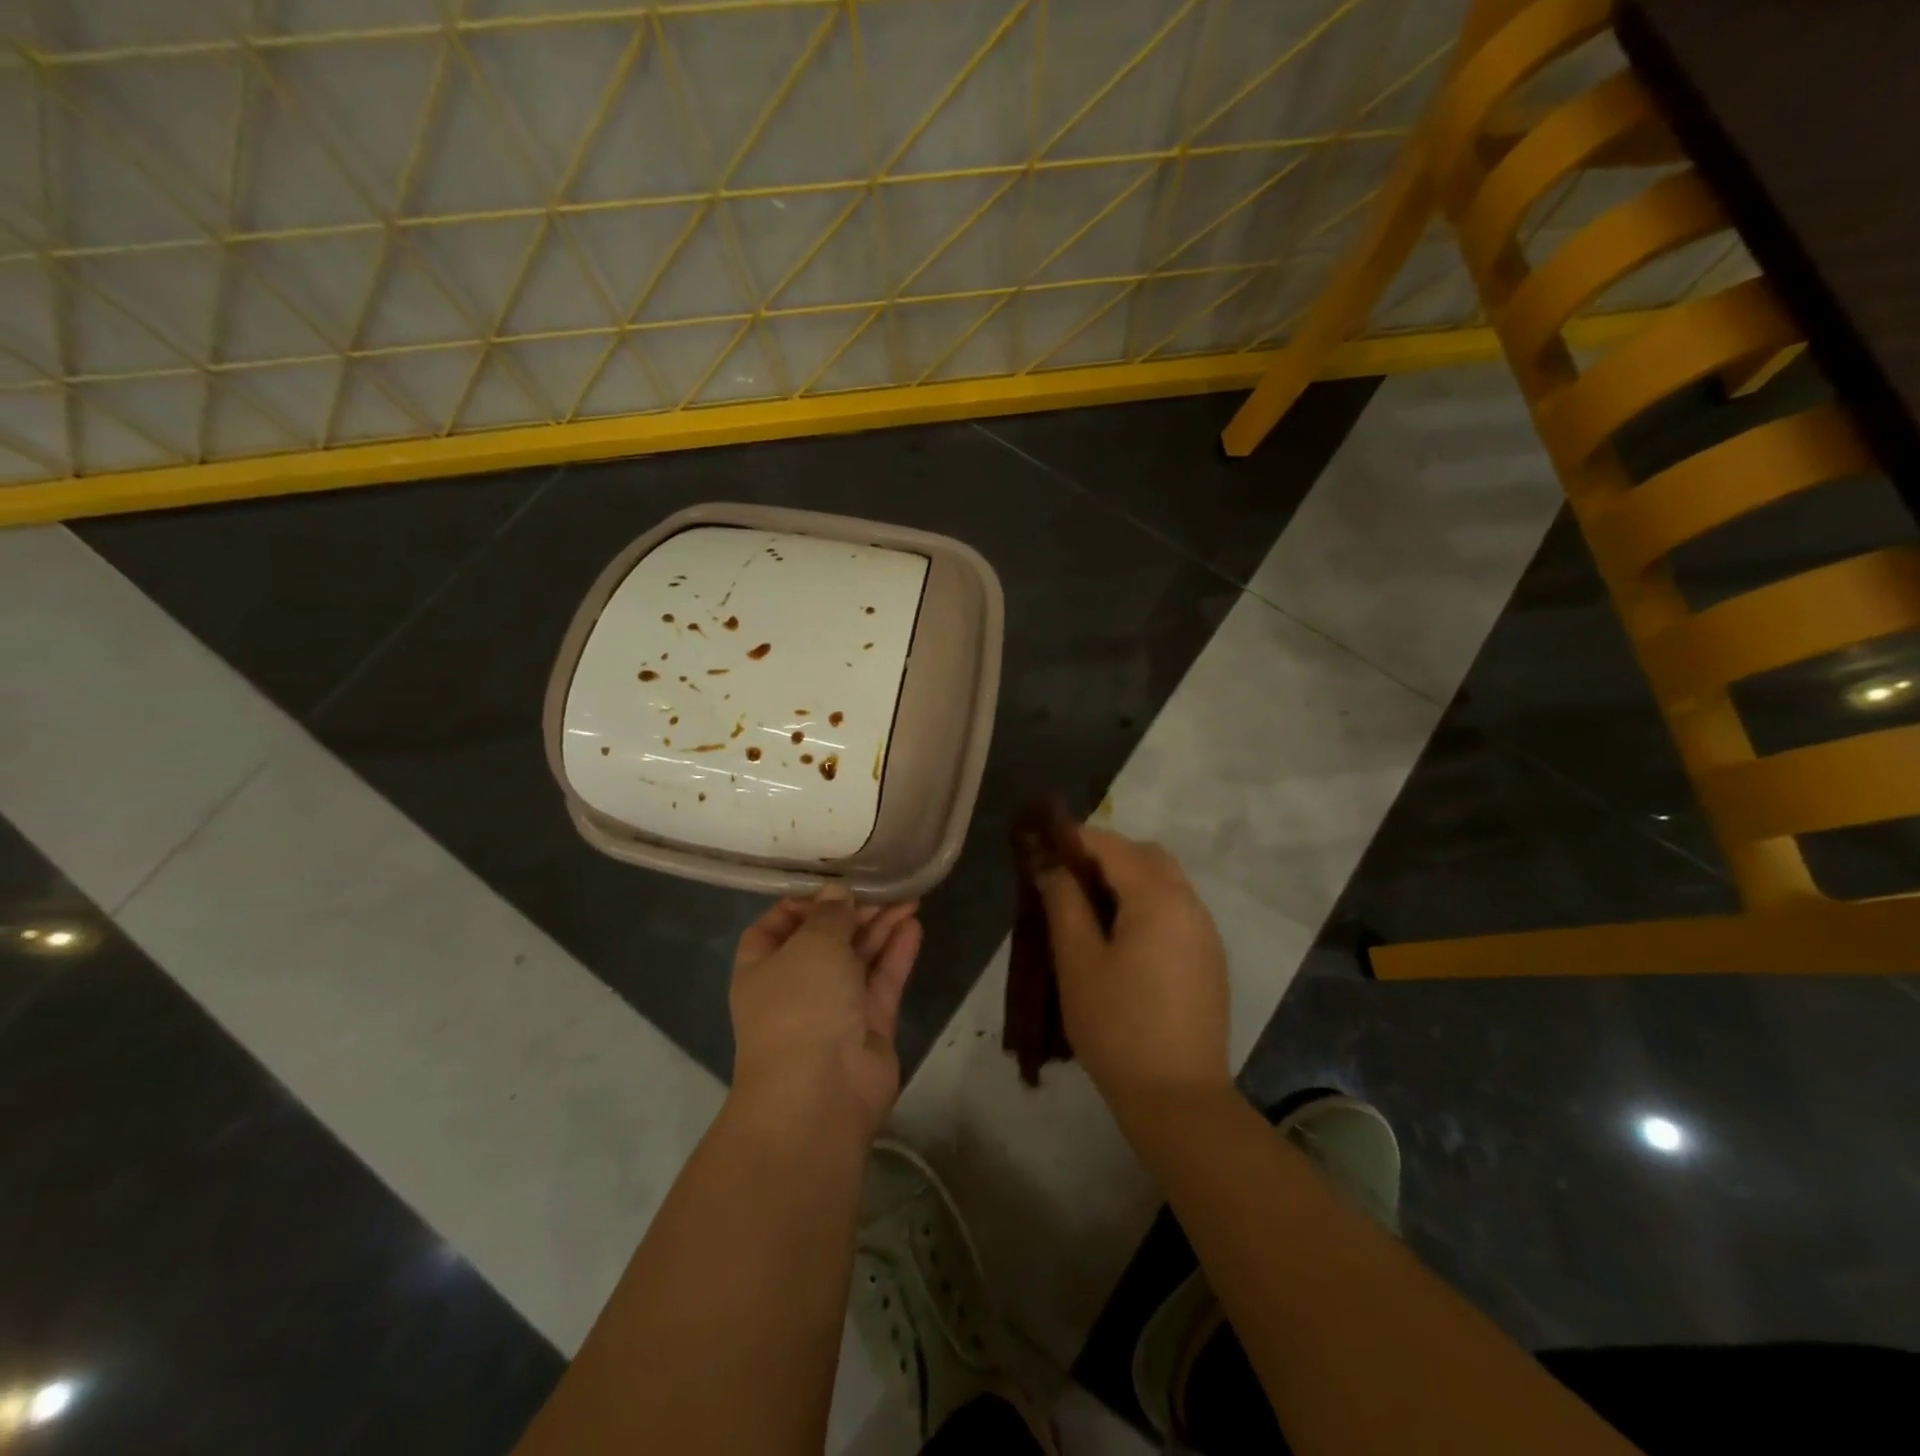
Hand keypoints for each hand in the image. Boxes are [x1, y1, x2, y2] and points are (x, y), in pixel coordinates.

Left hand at [729, 886, 922, 1140]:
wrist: (820, 1093)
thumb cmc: (800, 1005)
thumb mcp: (811, 945)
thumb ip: (829, 915)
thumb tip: (837, 894)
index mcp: (763, 967)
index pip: (778, 925)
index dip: (804, 904)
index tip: (835, 888)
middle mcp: (796, 986)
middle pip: (826, 939)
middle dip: (855, 913)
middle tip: (886, 888)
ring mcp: (834, 1008)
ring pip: (859, 959)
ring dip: (882, 929)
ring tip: (911, 898)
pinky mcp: (868, 1026)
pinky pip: (882, 982)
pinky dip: (896, 954)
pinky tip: (914, 926)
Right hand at [1034, 828, 1230, 1116]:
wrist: (1178, 1098)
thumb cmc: (1118, 1026)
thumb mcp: (1077, 961)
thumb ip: (1063, 903)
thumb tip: (1051, 865)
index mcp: (1159, 898)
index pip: (1113, 846)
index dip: (1075, 838)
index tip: (1042, 843)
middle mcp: (1190, 905)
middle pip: (1147, 856)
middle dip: (1106, 855)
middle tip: (1066, 875)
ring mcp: (1205, 933)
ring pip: (1165, 882)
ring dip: (1128, 879)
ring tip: (1087, 906)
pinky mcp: (1209, 959)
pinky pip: (1176, 911)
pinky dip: (1146, 904)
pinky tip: (1120, 936)